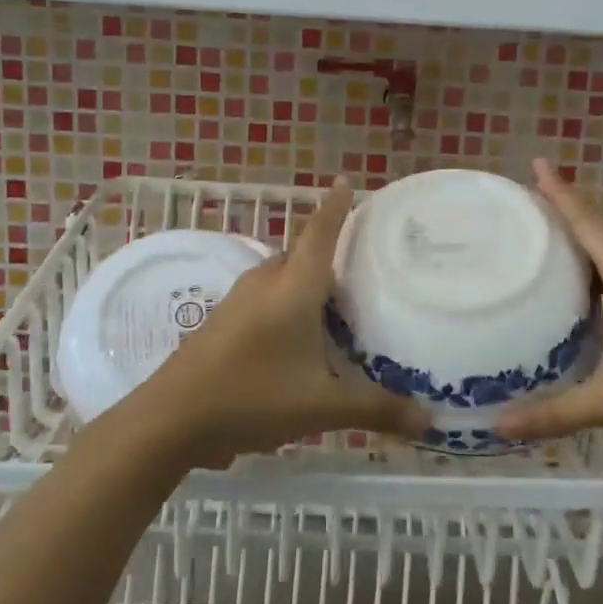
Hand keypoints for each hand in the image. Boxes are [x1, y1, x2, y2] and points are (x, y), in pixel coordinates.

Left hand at [133, 179, 429, 462]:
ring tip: (337, 306)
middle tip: (362, 267)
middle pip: (301, 254)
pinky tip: (298, 338)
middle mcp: (266, 282)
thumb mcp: (322, 406)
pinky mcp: (223, 321)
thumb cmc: (253, 396)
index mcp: (293, 286)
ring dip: (306, 283)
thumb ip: (377, 409)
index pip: (320, 232)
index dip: (336, 206)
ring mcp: (239, 300)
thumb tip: (430, 422)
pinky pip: (265, 298)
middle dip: (327, 254)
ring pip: (281, 277)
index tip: (347, 181)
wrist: (172, 417)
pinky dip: (287, 304)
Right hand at [495, 159, 602, 442]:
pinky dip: (600, 258)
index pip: (587, 222)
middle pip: (600, 226)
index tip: (538, 164)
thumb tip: (498, 427)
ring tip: (550, 231)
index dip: (560, 193)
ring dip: (585, 232)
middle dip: (566, 208)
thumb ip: (557, 413)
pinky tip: (587, 280)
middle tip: (529, 199)